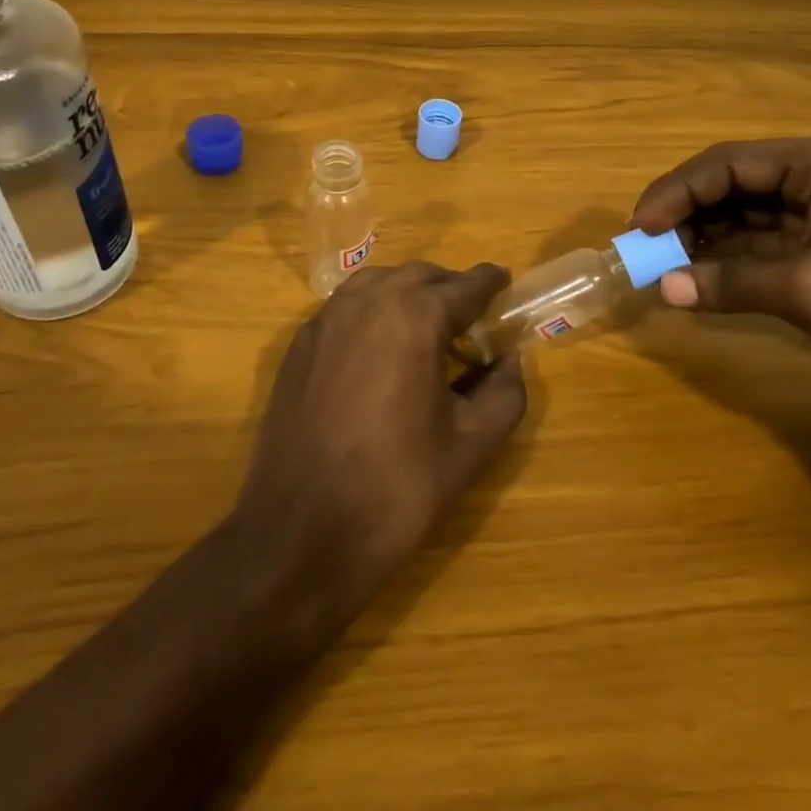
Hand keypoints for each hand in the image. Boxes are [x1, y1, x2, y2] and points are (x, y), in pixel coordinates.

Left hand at [231, 261, 526, 641]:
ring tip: (427, 326)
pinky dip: (372, 309)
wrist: (301, 534)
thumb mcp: (471, 446)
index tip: (505, 281)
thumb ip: (504, 393)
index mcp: (413, 318)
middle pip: (419, 275)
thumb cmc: (396, 489)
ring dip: (408, 292)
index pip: (464, 286)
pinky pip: (345, 306)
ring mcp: (325, 320)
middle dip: (449, 287)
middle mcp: (366, 302)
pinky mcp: (299, 345)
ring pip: (377, 282)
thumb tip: (510, 360)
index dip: (489, 282)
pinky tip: (380, 345)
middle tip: (471, 316)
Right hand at [631, 136, 810, 415]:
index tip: (640, 227)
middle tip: (647, 246)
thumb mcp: (809, 292)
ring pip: (749, 212)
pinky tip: (704, 276)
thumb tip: (664, 288)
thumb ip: (730, 282)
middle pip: (736, 182)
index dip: (677, 191)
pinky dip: (734, 257)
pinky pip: (767, 240)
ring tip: (668, 264)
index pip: (730, 163)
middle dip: (689, 212)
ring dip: (708, 236)